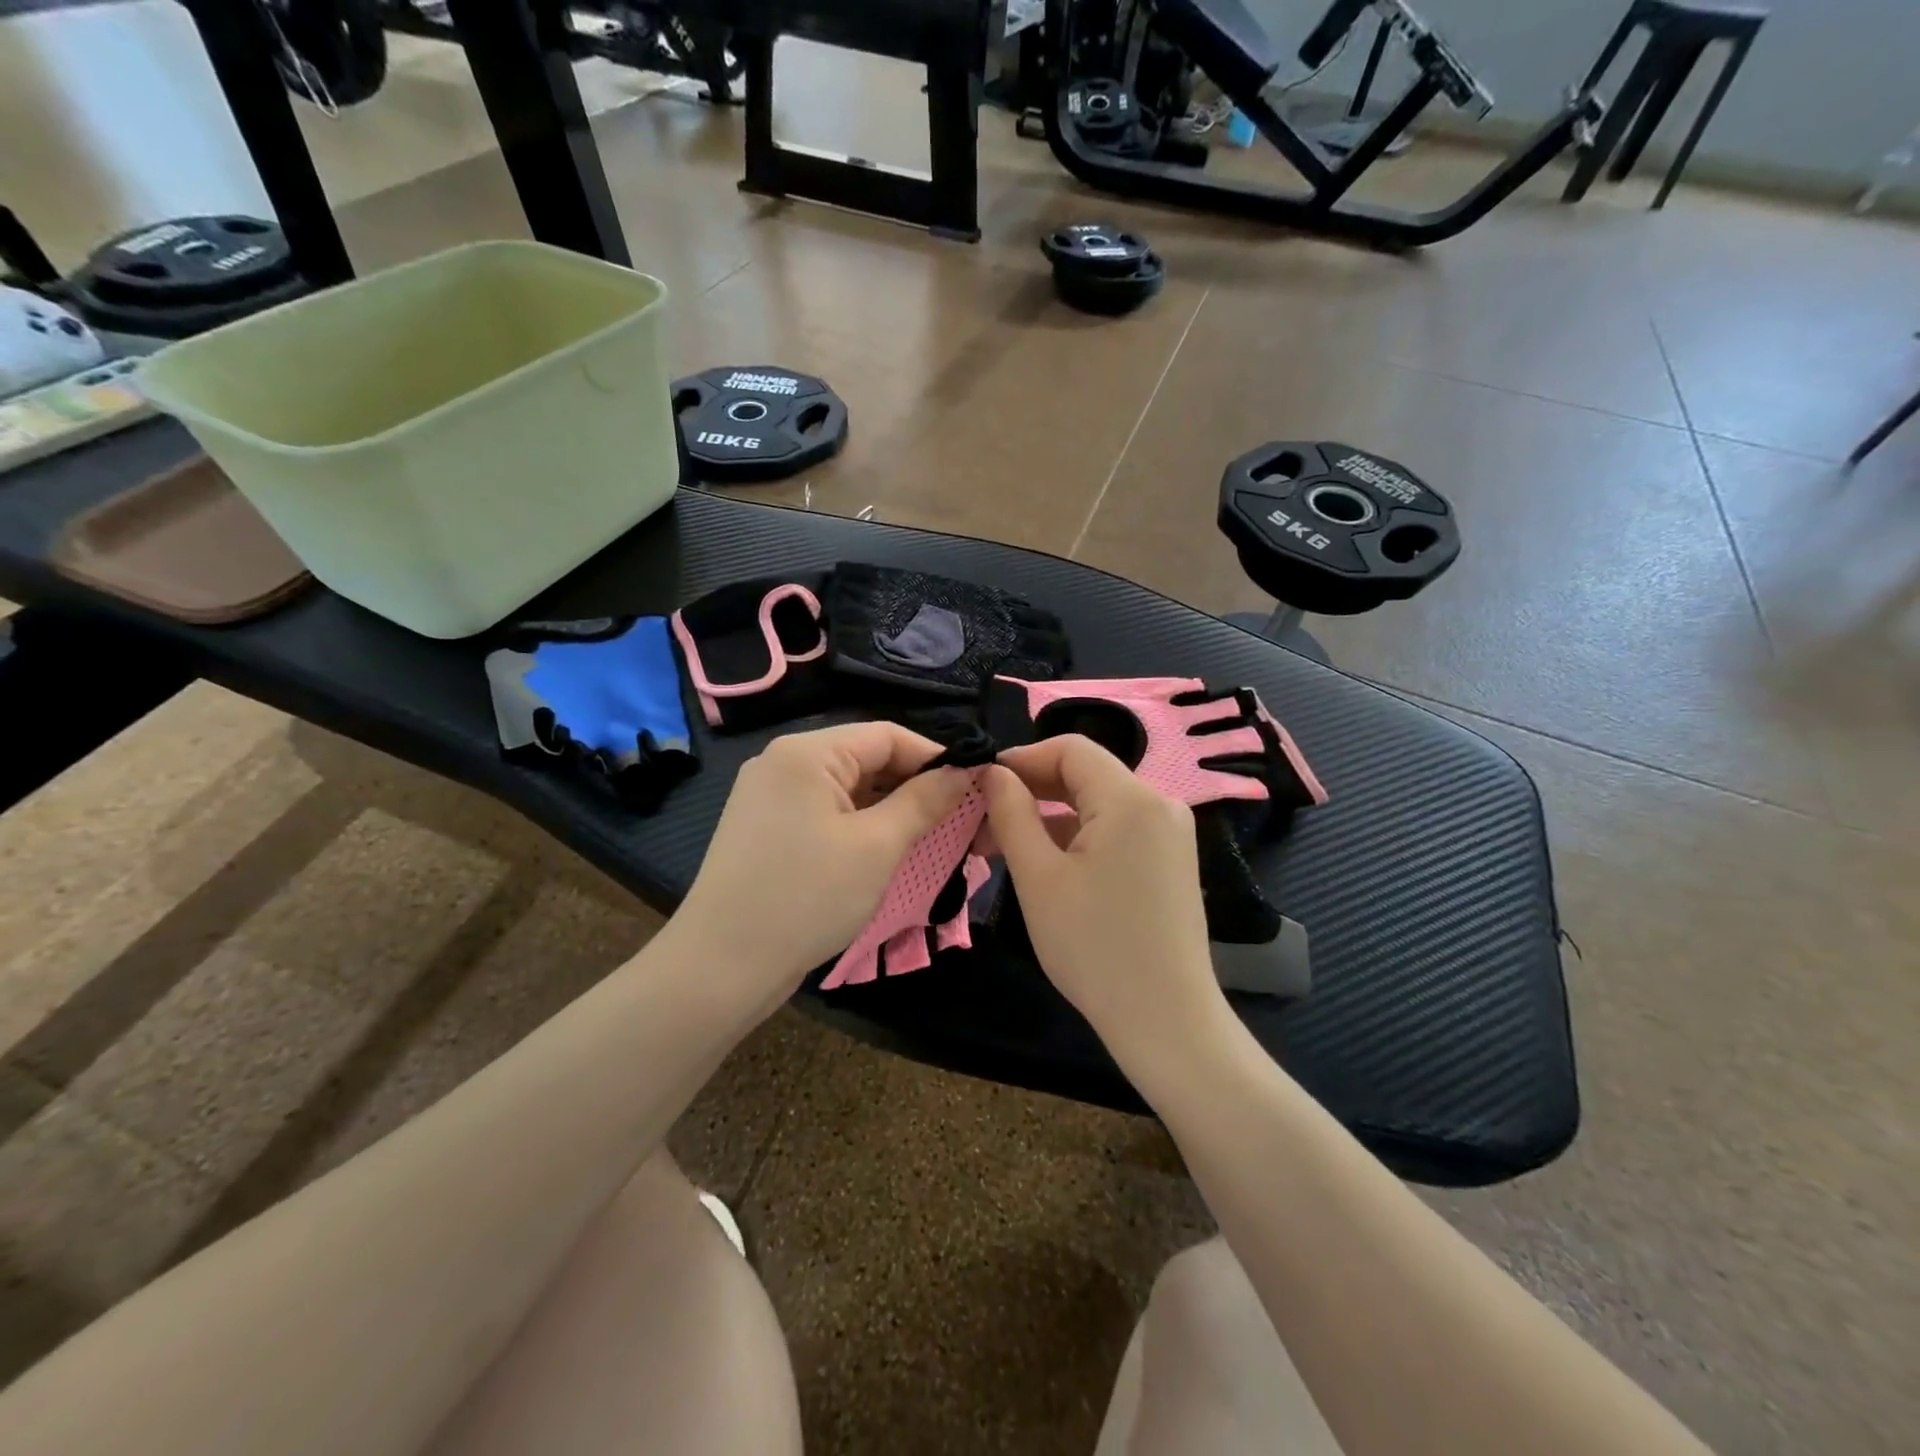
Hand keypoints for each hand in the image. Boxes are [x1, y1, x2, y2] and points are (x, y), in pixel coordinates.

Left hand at [671, 722, 970, 1012]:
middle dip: (914, 785)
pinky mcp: (764, 827)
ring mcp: (768, 795)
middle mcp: (783, 762)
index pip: (887, 735)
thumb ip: (925, 801)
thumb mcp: (877, 847)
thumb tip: (966, 771)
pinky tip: (885, 849)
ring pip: (846, 787)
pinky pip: (825, 811)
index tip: (976, 787)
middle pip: (865, 758)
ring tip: (930, 836)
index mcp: (807, 752)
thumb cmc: (807, 898)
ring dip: (889, 808)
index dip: (935, 757)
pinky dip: (859, 824)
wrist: (721, 968)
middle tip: (959, 819)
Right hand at [983, 736, 1230, 1070]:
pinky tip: (1046, 862)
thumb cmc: (1094, 947)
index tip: (982, 784)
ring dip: (1051, 815)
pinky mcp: (1169, 861)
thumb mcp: (1038, 878)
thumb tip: (993, 773)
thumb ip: (1012, 814)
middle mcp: (1159, 804)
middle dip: (1032, 789)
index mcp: (1131, 799)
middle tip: (983, 818)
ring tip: (1003, 845)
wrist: (1165, 1020)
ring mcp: (1170, 834)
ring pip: (1099, 804)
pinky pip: (1117, 829)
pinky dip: (1079, 836)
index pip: (1071, 748)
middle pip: (1087, 774)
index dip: (1022, 758)